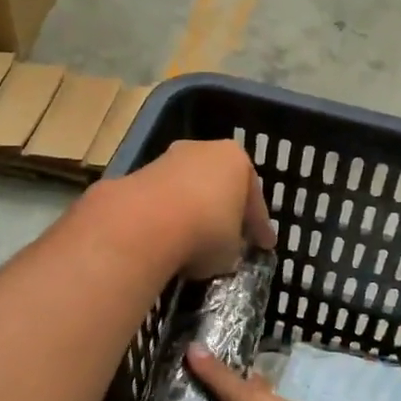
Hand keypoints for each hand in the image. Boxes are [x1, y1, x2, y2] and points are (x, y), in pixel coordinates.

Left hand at [112, 140, 275, 279]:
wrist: (144, 224)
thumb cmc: (206, 230)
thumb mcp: (232, 249)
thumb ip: (233, 245)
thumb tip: (224, 250)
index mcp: (236, 159)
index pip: (254, 198)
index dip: (259, 226)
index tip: (264, 245)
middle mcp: (202, 150)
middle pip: (219, 185)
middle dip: (223, 210)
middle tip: (230, 237)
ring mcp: (166, 159)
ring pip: (187, 190)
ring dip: (191, 212)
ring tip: (193, 242)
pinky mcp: (136, 175)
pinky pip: (161, 201)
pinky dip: (165, 218)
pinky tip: (166, 240)